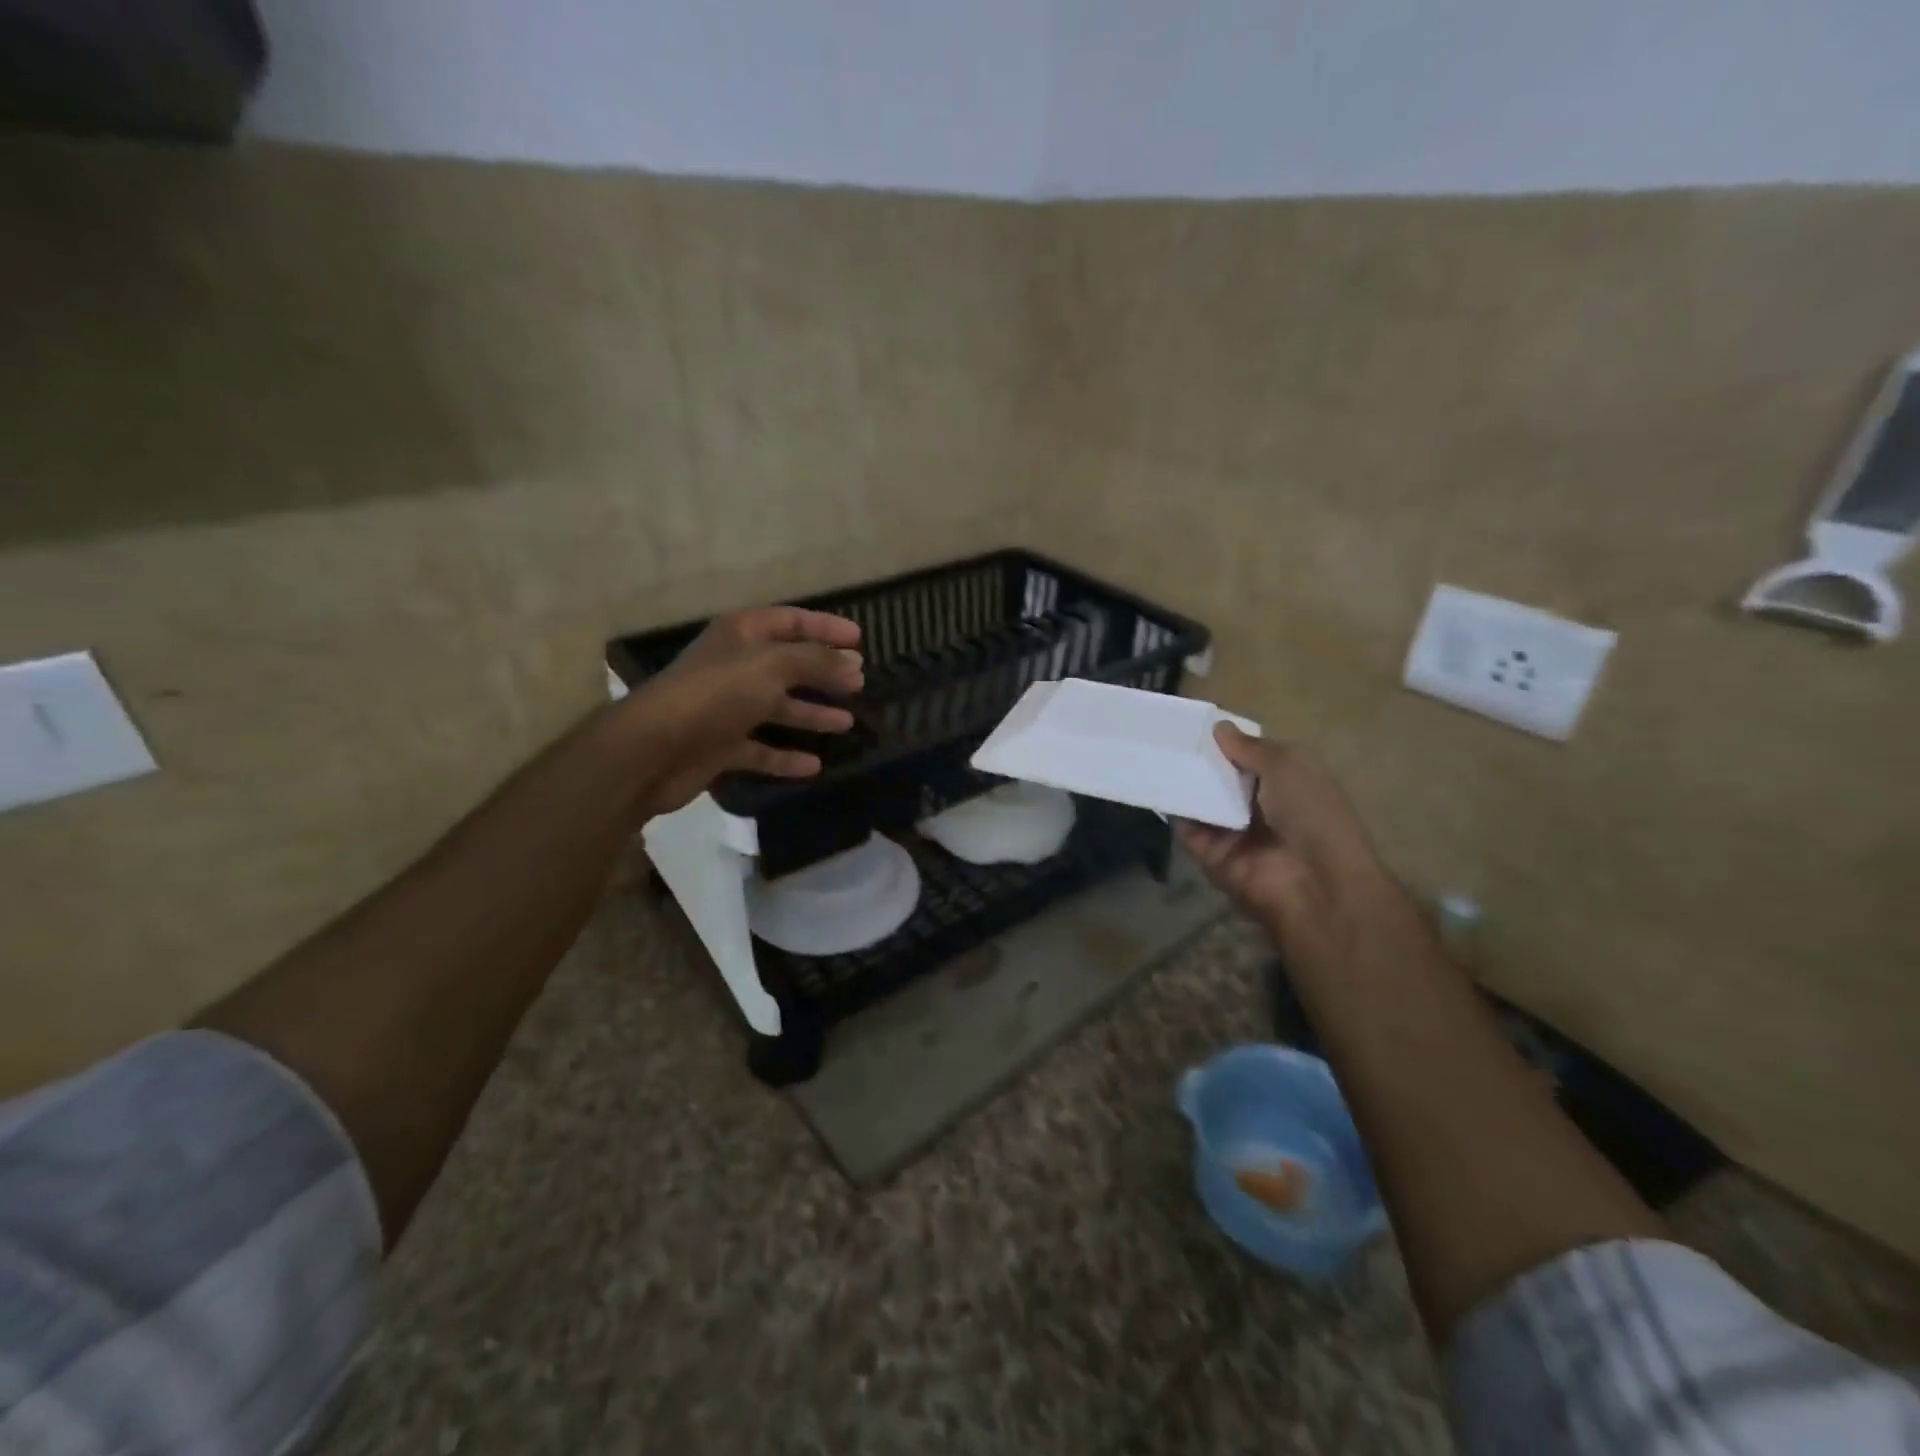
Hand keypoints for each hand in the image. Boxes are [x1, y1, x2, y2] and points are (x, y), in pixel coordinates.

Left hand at [619, 606, 864, 818]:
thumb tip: (854, 663)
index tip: (859, 639)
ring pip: (778, 708)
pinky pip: (762, 749)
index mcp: (741, 635)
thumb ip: (816, 661)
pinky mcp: (722, 746)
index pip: (791, 622)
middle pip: (787, 665)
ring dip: (812, 714)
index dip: (825, 627)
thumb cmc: (715, 694)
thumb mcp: (772, 667)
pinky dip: (786, 758)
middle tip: (859, 682)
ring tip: (847, 722)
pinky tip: (815, 765)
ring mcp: (727, 709)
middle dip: (823, 672)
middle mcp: (735, 667)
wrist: (653, 750)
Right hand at [1177, 724, 1422, 975]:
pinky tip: (1154, 786)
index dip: (1226, 741)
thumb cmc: (1311, 813)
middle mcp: (1260, 807)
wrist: (1315, 883)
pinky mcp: (1211, 856)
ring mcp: (1234, 833)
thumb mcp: (1288, 765)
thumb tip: (1219, 727)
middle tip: (1163, 736)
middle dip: (1198, 761)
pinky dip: (1174, 811)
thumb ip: (1249, 747)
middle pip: (1221, 779)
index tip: (1194, 723)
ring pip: (1201, 802)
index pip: (1250, 757)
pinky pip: (1187, 830)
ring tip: (1151, 754)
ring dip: (1182, 783)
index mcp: (1287, 783)